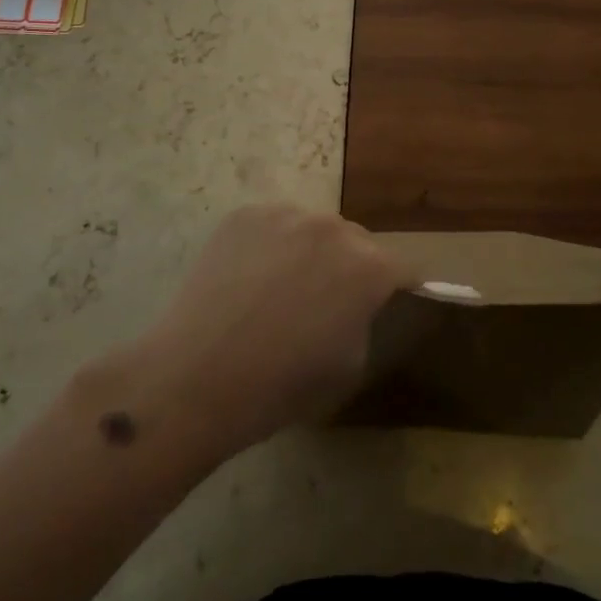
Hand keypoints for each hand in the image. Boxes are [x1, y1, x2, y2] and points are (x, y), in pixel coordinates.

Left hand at [138, 205, 413, 452]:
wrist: (197, 377)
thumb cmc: (282, 385)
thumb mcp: (349, 366)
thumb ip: (363, 320)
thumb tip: (354, 304)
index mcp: (369, 266)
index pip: (403, 269)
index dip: (398, 288)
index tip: (388, 302)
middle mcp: (334, 228)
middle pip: (356, 242)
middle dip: (349, 267)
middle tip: (324, 302)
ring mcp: (286, 215)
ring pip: (311, 229)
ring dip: (308, 251)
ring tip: (279, 288)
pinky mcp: (244, 215)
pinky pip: (272, 226)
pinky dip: (269, 246)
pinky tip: (247, 279)